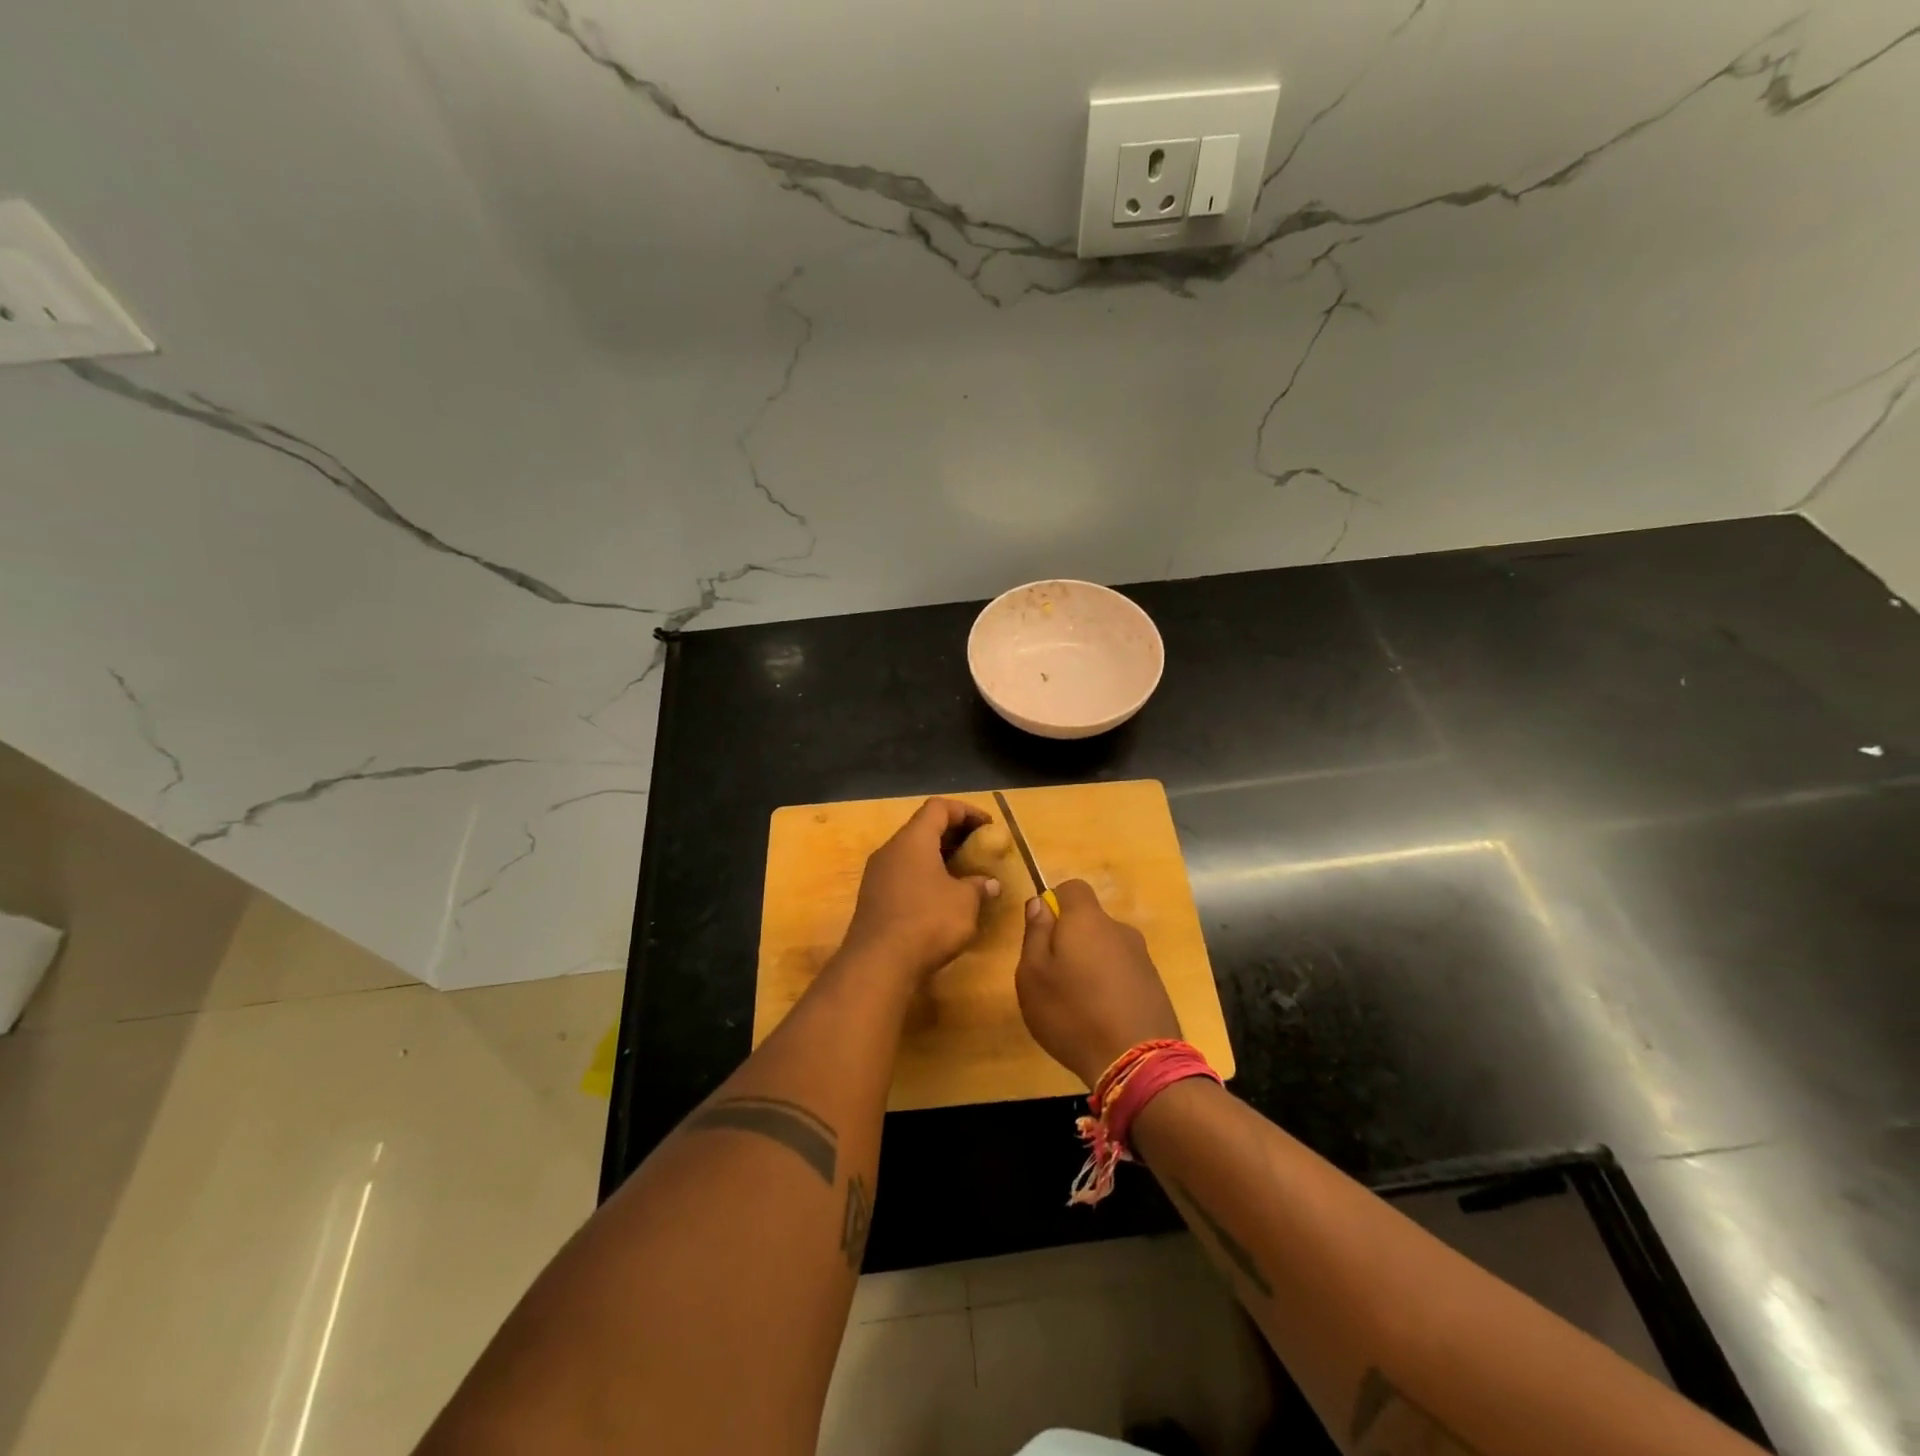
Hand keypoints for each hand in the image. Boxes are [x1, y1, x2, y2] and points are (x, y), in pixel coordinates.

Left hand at [841, 798, 1001, 980]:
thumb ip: (979, 886)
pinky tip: (941, 898)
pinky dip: (924, 877)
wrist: (878, 964)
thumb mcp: (965, 902)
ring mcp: (877, 874)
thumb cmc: (928, 921)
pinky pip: (903, 875)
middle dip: (954, 835)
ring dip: (938, 858)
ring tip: (964, 874)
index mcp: (913, 839)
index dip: (966, 811)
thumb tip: (990, 883)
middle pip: (923, 828)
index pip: (938, 807)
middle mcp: (891, 849)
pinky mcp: (873, 898)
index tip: (988, 826)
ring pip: (912, 853)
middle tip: (979, 848)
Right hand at [1015, 879, 1180, 1088]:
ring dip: (1090, 965)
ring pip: (1106, 949)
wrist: (1138, 1062)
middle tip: (1053, 976)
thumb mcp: (1033, 975)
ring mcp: (1142, 957)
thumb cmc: (1072, 1013)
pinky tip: (1100, 1018)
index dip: (1055, 903)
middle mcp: (1119, 929)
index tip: (1042, 932)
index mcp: (1087, 920)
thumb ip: (1035, 933)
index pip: (1072, 888)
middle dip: (1070, 940)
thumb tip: (1040, 903)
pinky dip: (1110, 986)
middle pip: (1089, 921)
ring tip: (1077, 1004)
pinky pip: (1123, 973)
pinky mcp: (1155, 985)